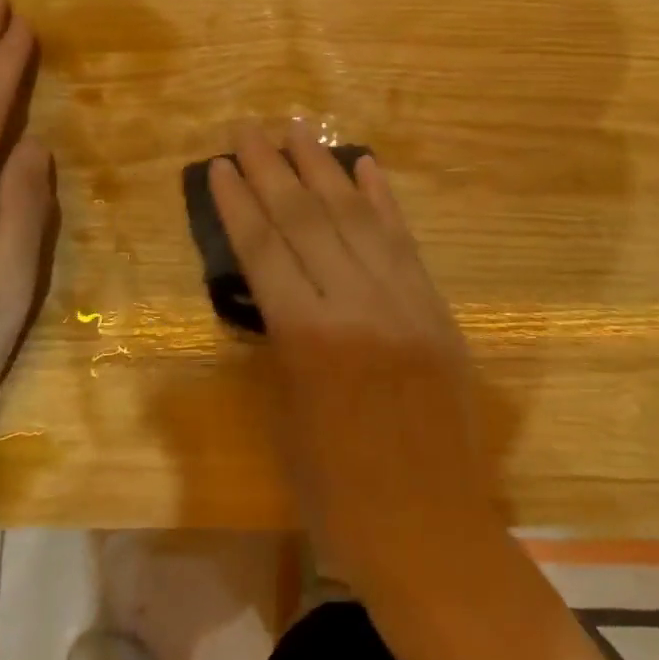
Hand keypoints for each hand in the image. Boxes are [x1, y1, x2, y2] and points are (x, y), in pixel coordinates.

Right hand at [209, 122, 503, 609]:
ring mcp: (404, 300)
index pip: (266, 249)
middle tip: (249, 127)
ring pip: (356, 218)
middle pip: (307, 220)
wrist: (431, 532)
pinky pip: (405, 241)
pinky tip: (365, 165)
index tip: (222, 163)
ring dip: (324, 168)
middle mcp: (357, 305)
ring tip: (299, 128)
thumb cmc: (339, 494)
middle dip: (274, 168)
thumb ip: (282, 340)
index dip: (240, 202)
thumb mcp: (288, 417)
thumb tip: (274, 284)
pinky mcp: (436, 308)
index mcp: (309, 338)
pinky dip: (383, 200)